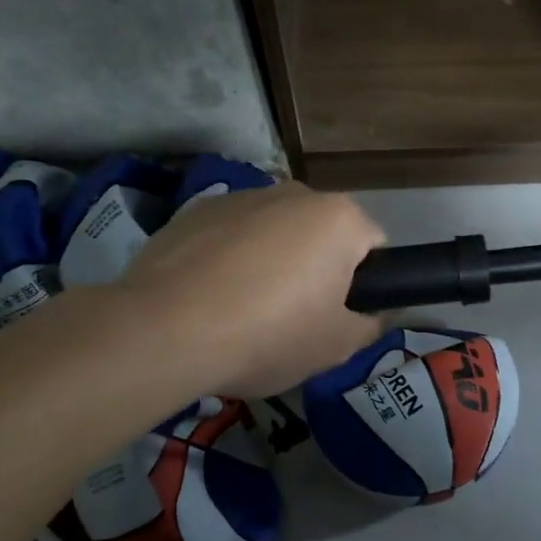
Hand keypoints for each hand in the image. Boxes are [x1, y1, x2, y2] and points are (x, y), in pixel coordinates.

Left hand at [118, 182, 387, 397]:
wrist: (166, 331)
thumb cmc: (269, 335)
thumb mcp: (336, 347)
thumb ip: (370, 325)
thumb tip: (374, 313)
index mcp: (339, 219)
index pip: (373, 246)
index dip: (364, 284)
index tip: (339, 316)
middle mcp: (294, 193)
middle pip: (321, 233)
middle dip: (315, 267)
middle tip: (295, 318)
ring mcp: (240, 196)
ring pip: (273, 231)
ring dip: (271, 260)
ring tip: (243, 309)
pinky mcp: (194, 210)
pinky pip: (229, 235)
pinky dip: (228, 258)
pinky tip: (209, 297)